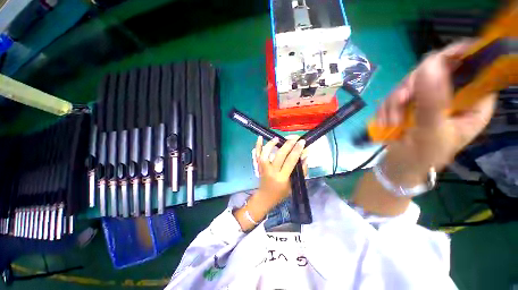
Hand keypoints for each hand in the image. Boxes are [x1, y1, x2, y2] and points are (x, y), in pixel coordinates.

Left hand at [233, 136, 305, 230]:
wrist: (265, 197)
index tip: (302, 141)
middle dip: (288, 144)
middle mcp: (271, 172)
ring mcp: (262, 168)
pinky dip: (258, 146)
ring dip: (271, 144)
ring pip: (265, 154)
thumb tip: (305, 155)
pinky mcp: (258, 166)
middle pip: (279, 155)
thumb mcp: (294, 184)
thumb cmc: (281, 193)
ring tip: (278, 138)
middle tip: (294, 137)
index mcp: (282, 178)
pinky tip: (260, 137)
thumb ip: (302, 170)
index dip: (297, 150)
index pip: (290, 161)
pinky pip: (256, 155)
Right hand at [376, 41, 496, 185]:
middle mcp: (454, 95)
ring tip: (390, 121)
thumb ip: (433, 100)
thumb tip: (429, 63)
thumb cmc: (423, 155)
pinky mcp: (411, 103)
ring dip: (395, 100)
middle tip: (400, 101)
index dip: (457, 56)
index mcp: (473, 102)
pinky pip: (396, 94)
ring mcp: (430, 98)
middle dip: (413, 85)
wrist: (400, 165)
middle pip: (437, 70)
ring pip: (412, 82)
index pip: (475, 67)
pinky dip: (387, 107)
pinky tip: (385, 121)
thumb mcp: (431, 130)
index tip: (432, 63)